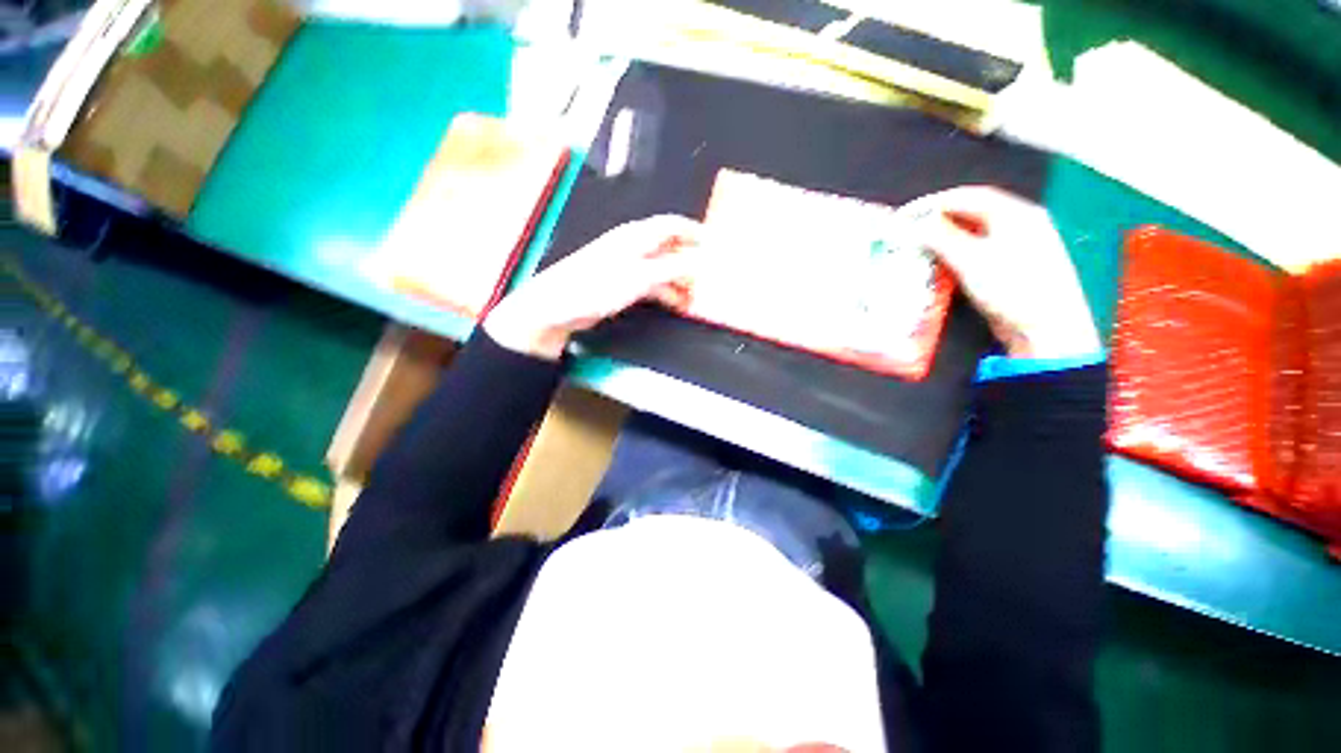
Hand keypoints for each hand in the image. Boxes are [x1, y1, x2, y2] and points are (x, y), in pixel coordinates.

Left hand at [484, 215, 701, 359]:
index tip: (717, 245)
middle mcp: (634, 247)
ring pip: (663, 269)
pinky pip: (653, 285)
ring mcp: (628, 267)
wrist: (557, 307)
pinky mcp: (622, 284)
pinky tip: (677, 304)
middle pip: (670, 248)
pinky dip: (667, 293)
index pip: (672, 225)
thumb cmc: (597, 286)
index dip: (695, 232)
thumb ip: (673, 268)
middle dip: (691, 261)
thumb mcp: (640, 276)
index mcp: (636, 236)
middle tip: (710, 278)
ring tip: (696, 297)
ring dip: (680, 281)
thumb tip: (702, 261)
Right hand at [910, 187, 1100, 358]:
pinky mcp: (1012, 267)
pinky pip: (978, 250)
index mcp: (1017, 214)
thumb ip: (941, 238)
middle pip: (973, 212)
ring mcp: (1019, 246)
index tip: (905, 215)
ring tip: (919, 245)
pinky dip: (955, 251)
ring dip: (945, 236)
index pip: (969, 197)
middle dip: (937, 218)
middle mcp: (1021, 224)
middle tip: (909, 229)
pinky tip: (941, 261)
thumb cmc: (1013, 289)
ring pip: (974, 232)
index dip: (933, 202)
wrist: (1046, 329)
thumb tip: (914, 224)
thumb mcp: (972, 260)